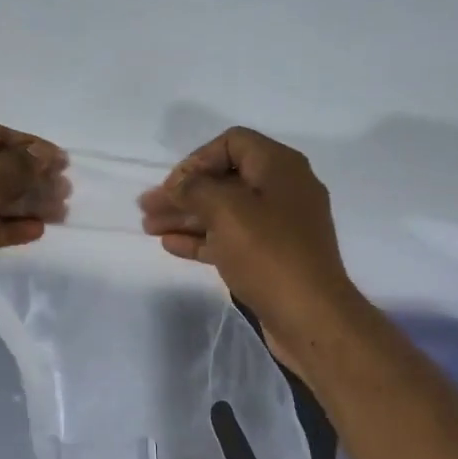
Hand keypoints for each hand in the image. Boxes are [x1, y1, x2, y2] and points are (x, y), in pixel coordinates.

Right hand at [139, 127, 360, 376]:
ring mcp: (279, 226)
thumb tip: (178, 185)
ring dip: (186, 216)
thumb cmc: (268, 254)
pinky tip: (171, 245)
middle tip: (147, 208)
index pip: (232, 143)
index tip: (172, 186)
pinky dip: (202, 238)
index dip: (196, 160)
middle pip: (224, 179)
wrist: (310, 316)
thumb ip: (195, 189)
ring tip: (149, 228)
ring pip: (224, 211)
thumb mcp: (226, 210)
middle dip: (183, 192)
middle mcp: (282, 190)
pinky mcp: (272, 257)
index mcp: (280, 167)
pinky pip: (231, 238)